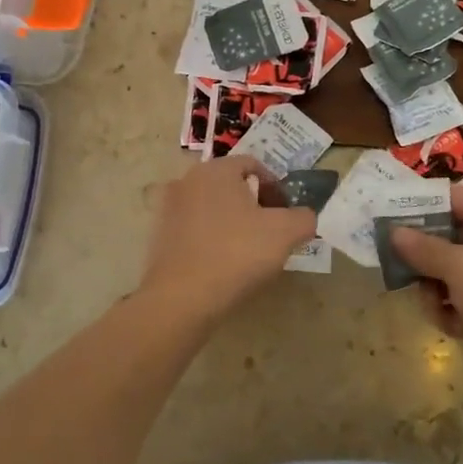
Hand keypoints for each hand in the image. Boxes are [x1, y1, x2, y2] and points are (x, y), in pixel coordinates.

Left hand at [139, 157, 316, 323]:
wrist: (182, 298)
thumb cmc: (237, 254)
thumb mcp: (286, 233)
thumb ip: (304, 217)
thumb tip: (304, 217)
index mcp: (216, 170)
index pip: (253, 165)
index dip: (275, 187)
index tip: (286, 213)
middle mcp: (187, 180)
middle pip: (230, 185)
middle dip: (253, 204)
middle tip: (270, 232)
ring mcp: (168, 209)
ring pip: (211, 208)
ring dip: (231, 222)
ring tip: (246, 251)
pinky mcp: (158, 237)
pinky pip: (193, 230)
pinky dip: (210, 239)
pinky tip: (221, 264)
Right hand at [392, 185, 462, 411]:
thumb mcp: (461, 268)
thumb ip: (424, 248)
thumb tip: (395, 231)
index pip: (449, 197)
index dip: (416, 205)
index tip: (383, 219)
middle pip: (445, 235)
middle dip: (421, 256)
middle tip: (398, 270)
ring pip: (450, 272)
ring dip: (434, 290)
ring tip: (434, 307)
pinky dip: (454, 312)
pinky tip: (455, 328)